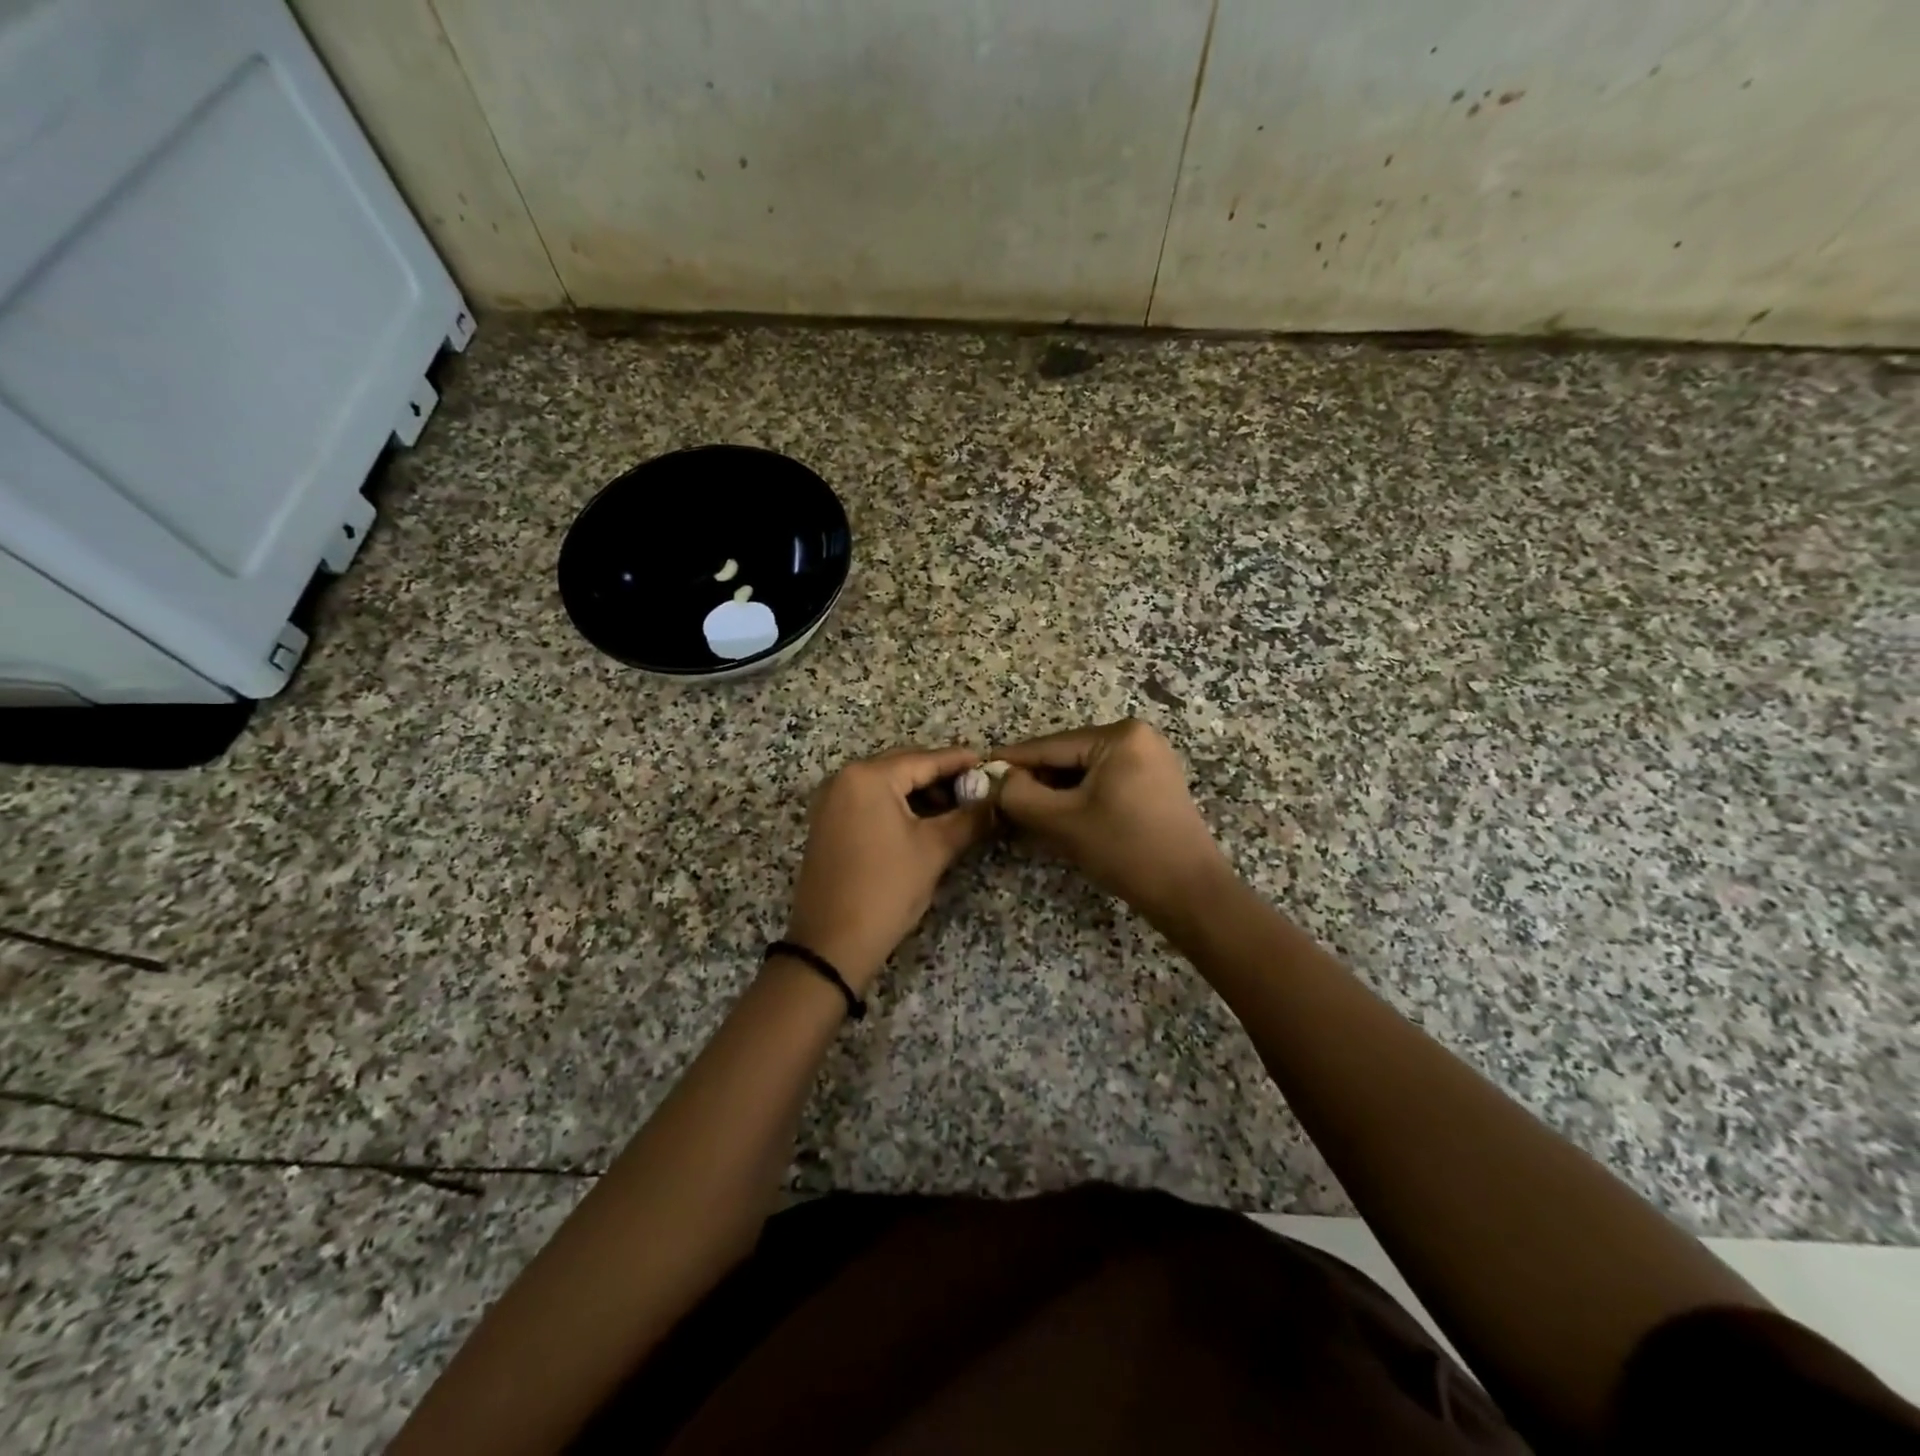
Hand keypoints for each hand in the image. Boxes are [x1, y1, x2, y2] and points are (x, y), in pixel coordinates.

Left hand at [783, 746, 994, 992]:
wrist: (831, 944)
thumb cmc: (886, 890)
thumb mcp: (934, 850)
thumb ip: (969, 818)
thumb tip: (997, 800)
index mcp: (869, 777)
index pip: (924, 759)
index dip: (959, 761)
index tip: (988, 762)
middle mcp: (844, 779)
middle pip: (903, 766)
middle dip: (940, 776)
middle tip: (976, 788)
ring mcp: (832, 801)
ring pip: (886, 784)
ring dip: (920, 792)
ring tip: (956, 809)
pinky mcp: (828, 823)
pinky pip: (870, 801)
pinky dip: (898, 806)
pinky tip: (924, 821)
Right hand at [996, 719, 1233, 928]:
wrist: (1190, 893)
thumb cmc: (1125, 850)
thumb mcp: (1062, 822)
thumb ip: (1019, 795)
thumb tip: (995, 779)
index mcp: (1119, 736)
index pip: (1050, 746)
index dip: (1011, 762)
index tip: (977, 771)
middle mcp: (1138, 737)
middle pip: (1068, 758)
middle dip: (1035, 781)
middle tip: (1000, 802)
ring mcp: (1150, 759)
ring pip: (1084, 773)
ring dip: (1055, 793)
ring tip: (1025, 815)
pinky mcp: (1155, 783)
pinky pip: (1104, 783)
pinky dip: (1079, 800)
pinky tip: (1059, 818)